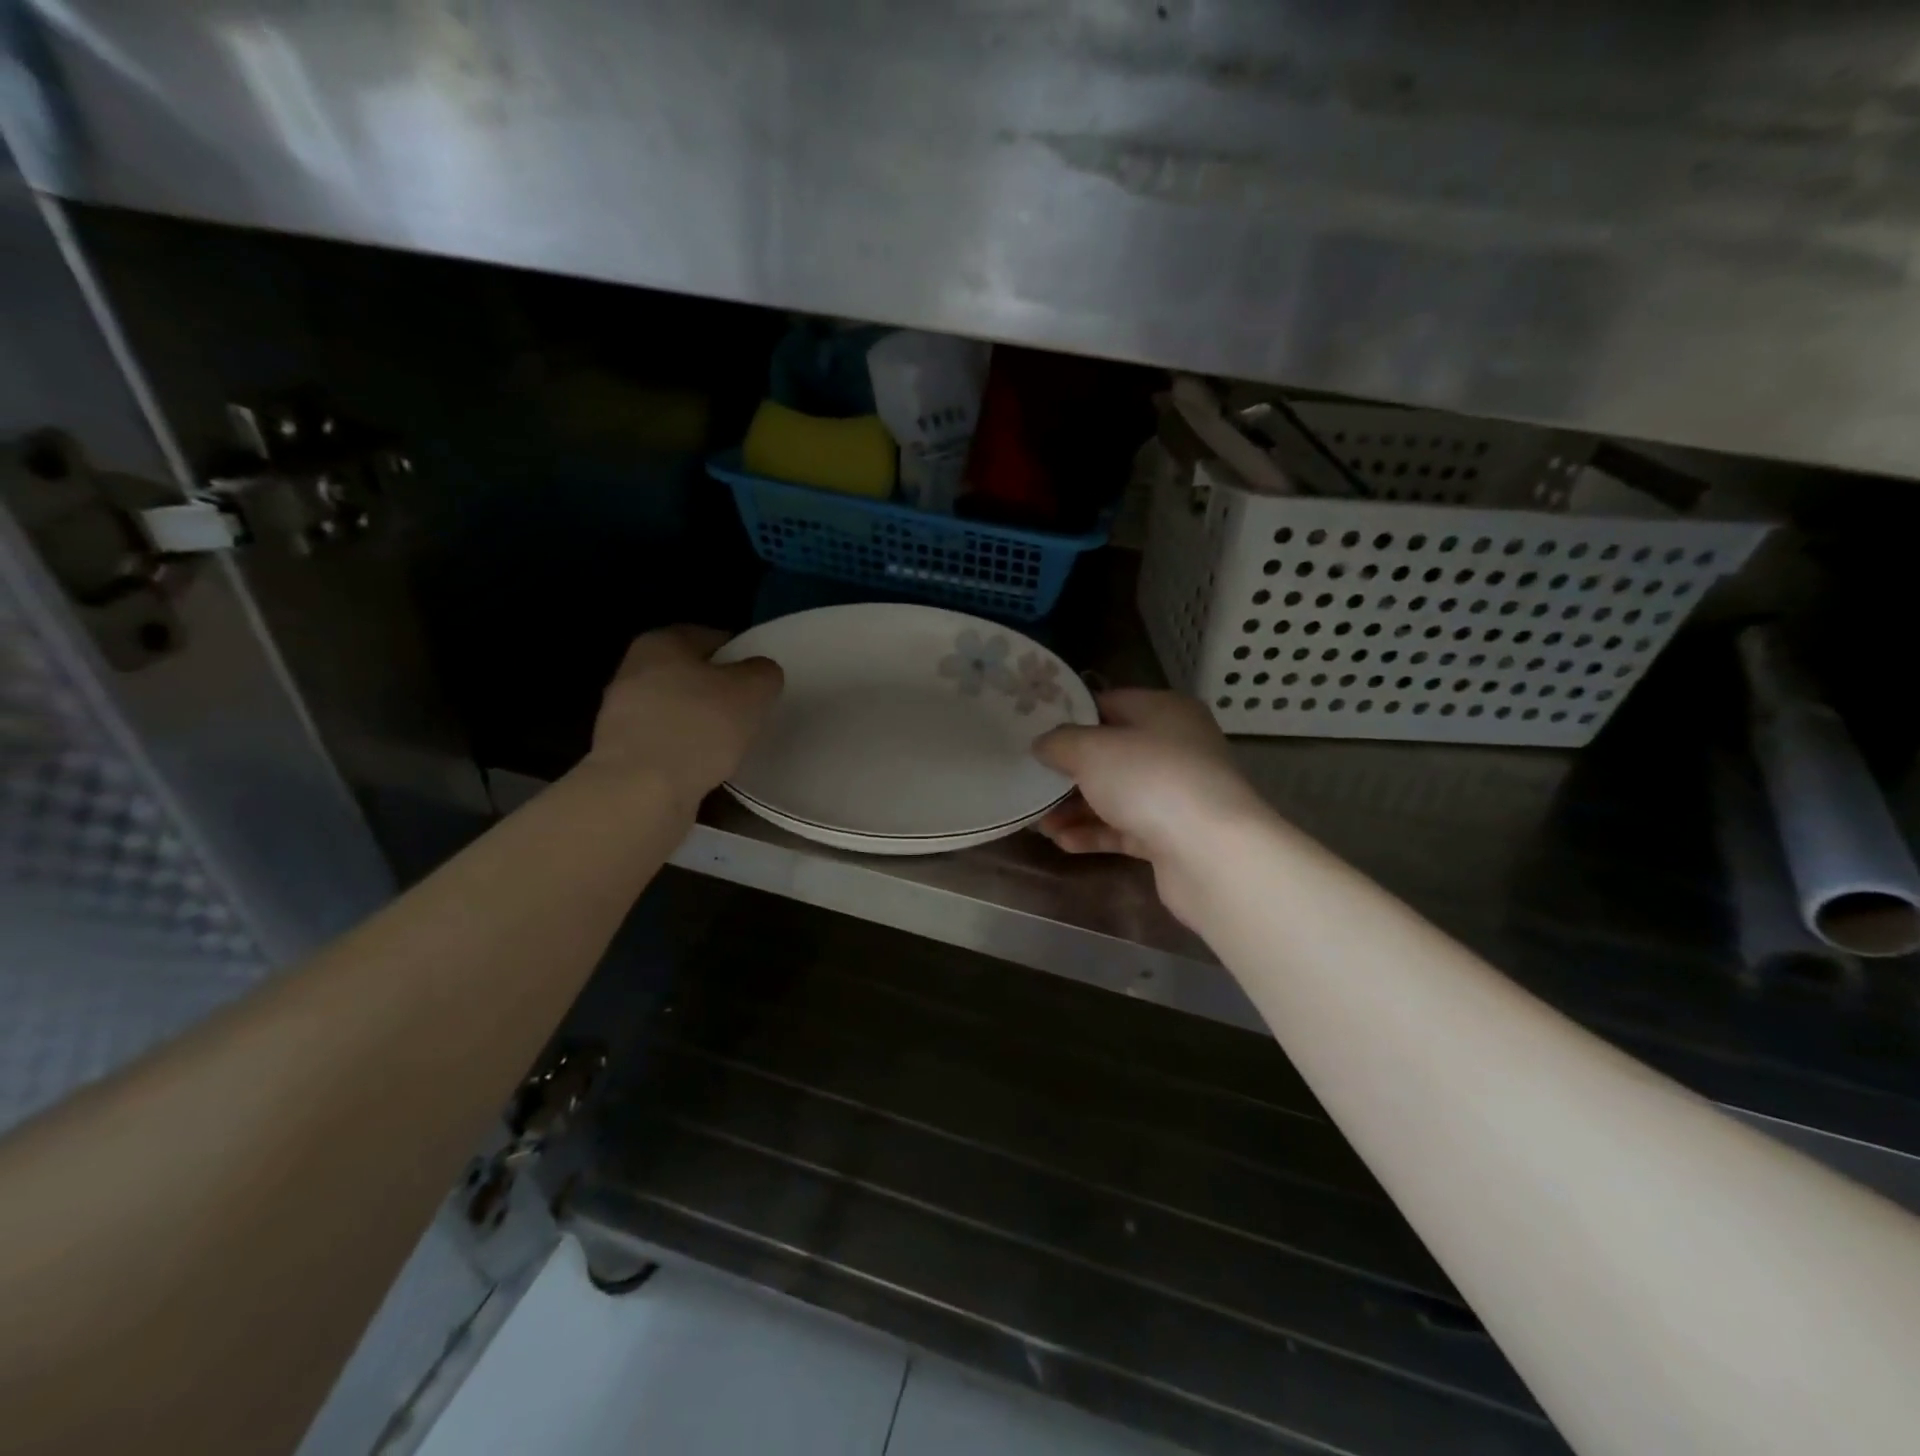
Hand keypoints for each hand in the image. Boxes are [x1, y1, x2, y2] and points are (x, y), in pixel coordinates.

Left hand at [584, 626, 782, 809]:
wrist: (641, 790)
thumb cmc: (699, 726)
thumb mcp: (753, 690)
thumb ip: (764, 672)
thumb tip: (759, 673)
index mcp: (661, 642)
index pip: (712, 638)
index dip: (741, 656)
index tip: (760, 682)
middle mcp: (634, 669)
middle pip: (691, 673)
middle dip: (718, 690)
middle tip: (749, 711)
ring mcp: (621, 712)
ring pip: (676, 708)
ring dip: (701, 722)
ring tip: (730, 743)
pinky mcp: (621, 751)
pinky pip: (666, 740)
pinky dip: (686, 749)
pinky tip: (705, 765)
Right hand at [1034, 689, 1268, 922]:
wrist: (1211, 853)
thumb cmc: (1150, 780)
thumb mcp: (1092, 750)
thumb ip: (1060, 743)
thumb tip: (1043, 743)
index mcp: (1163, 711)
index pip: (1109, 704)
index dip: (1070, 717)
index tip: (1034, 732)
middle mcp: (1175, 747)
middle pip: (1111, 753)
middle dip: (1069, 771)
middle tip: (1032, 782)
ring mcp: (1176, 793)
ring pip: (1116, 795)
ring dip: (1076, 808)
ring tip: (1039, 823)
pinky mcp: (1173, 835)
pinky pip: (1125, 828)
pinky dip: (1095, 833)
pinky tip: (1063, 842)